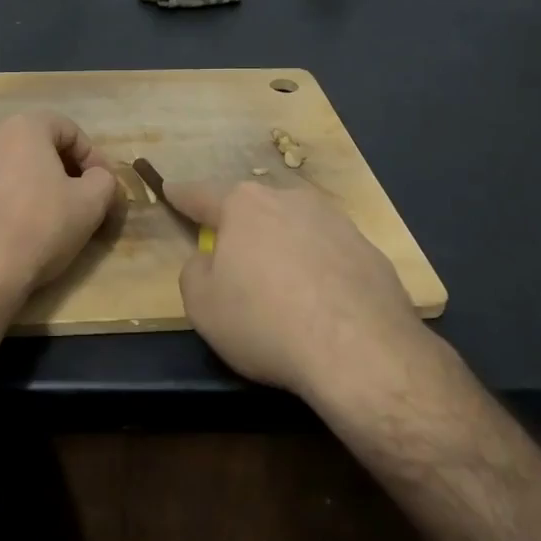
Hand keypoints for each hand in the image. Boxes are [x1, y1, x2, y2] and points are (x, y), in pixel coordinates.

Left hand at [0, 111, 118, 297]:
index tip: (100, 185)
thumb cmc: (40, 229)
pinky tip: (7, 225)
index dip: (91, 155)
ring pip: (4, 163)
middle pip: (33, 142)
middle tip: (74, 198)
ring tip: (40, 212)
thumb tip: (98, 177)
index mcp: (22, 127)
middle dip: (58, 166)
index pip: (67, 129)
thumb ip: (104, 179)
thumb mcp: (91, 204)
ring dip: (27, 180)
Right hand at [166, 177, 432, 400]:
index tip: (171, 189)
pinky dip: (317, 270)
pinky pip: (329, 255)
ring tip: (280, 289)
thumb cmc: (264, 321)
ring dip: (282, 247)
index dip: (181, 195)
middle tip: (232, 258)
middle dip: (240, 227)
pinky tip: (319, 305)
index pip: (201, 195)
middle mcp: (290, 200)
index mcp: (243, 206)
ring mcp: (336, 222)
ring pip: (295, 228)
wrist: (359, 351)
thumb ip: (194, 272)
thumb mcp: (201, 305)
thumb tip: (209, 261)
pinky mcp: (370, 251)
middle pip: (254, 209)